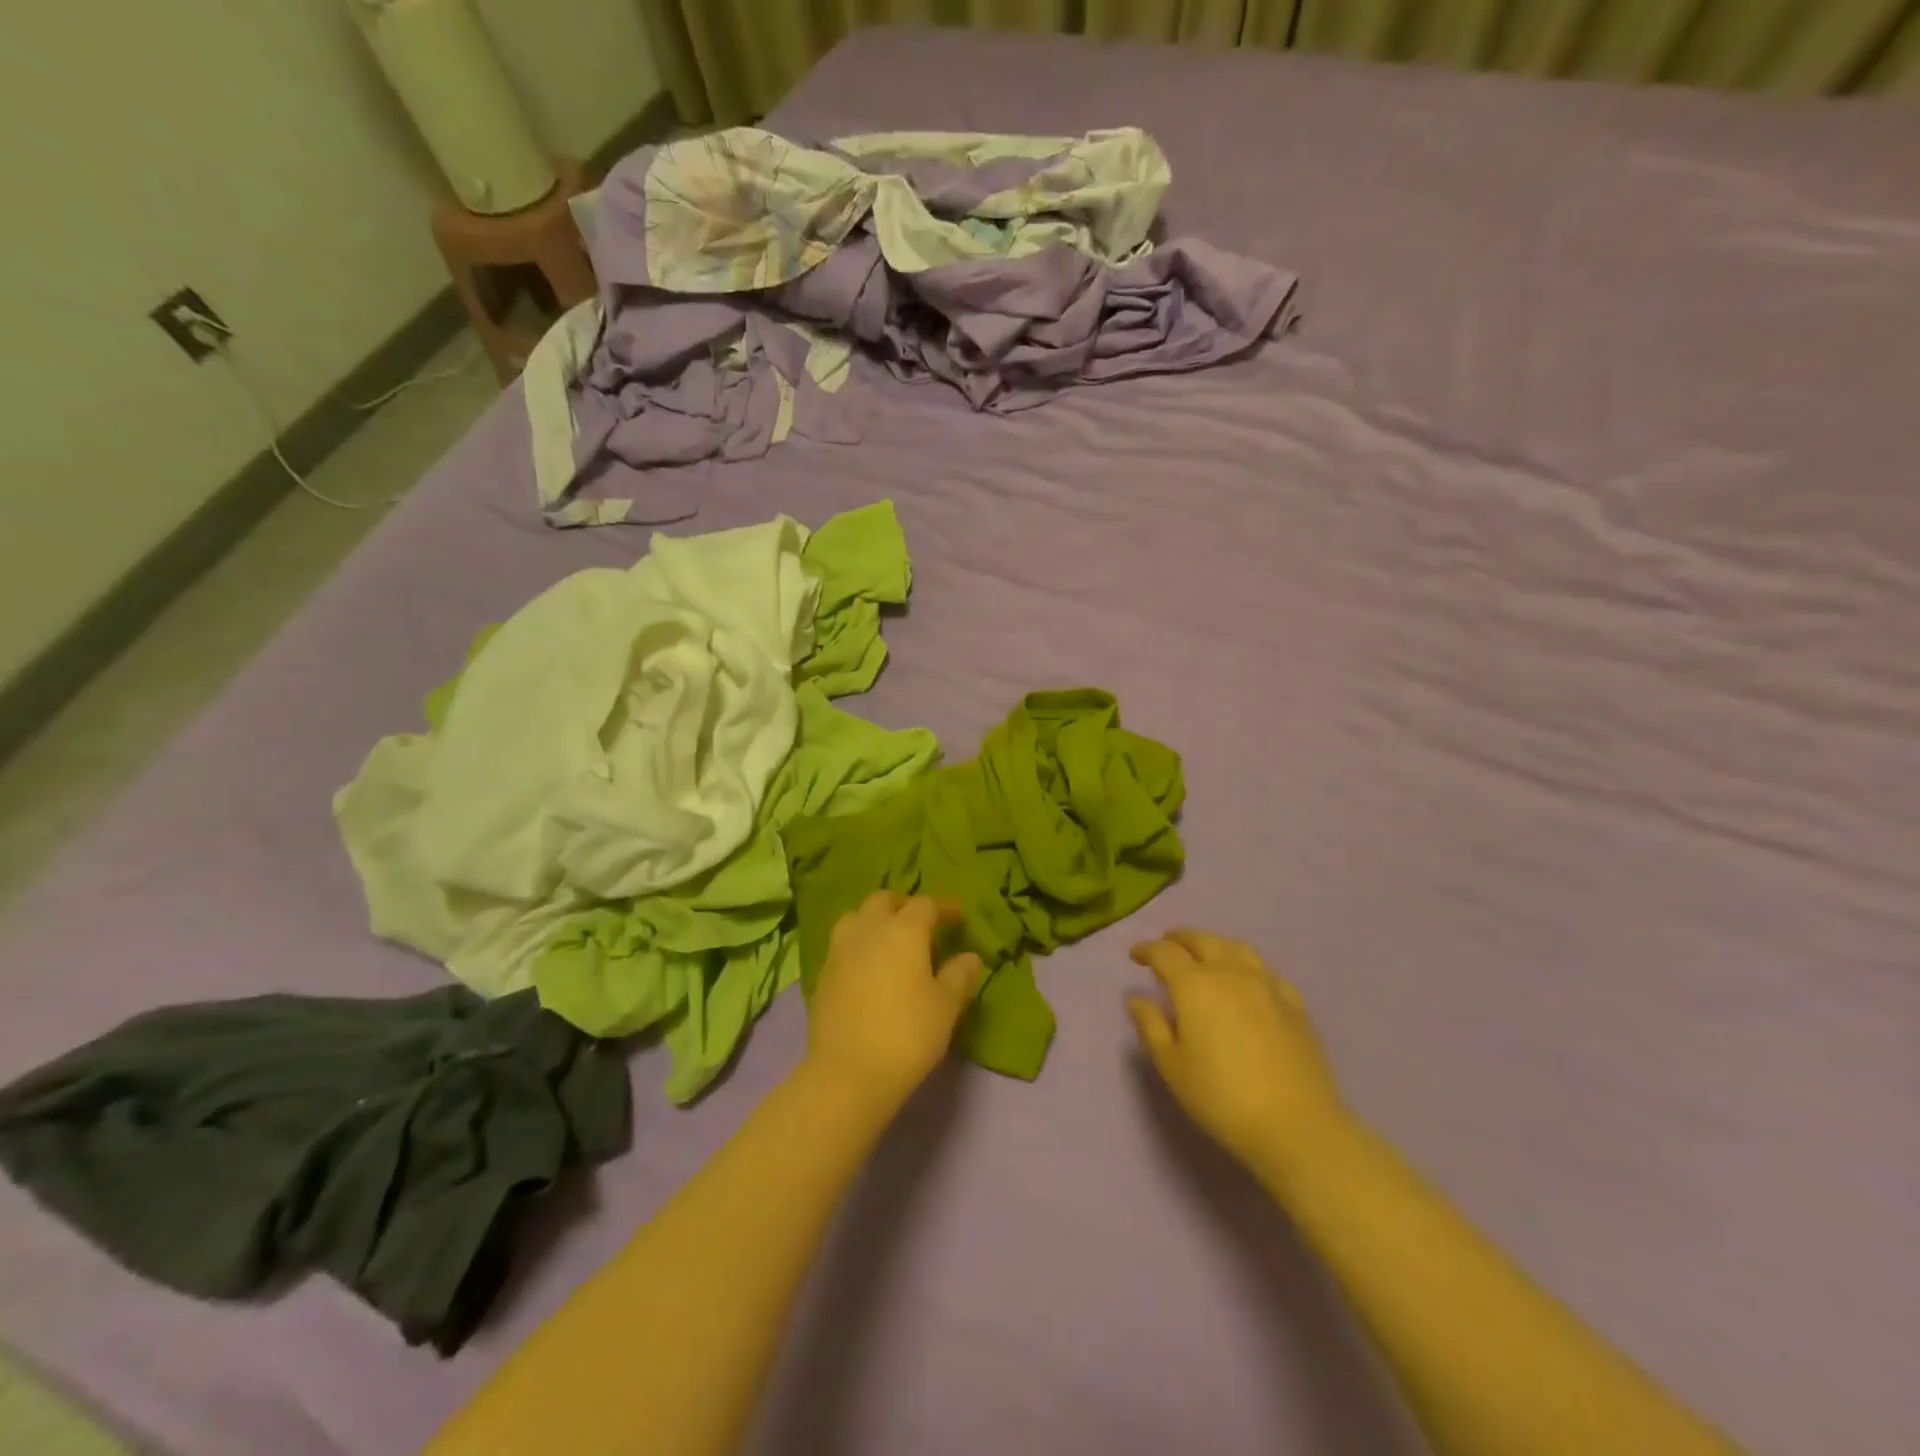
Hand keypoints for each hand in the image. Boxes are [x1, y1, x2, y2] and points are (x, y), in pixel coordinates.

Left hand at [807, 892, 983, 1107]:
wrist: (848, 1073)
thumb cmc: (907, 1034)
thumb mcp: (945, 1007)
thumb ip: (959, 976)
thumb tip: (970, 958)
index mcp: (903, 931)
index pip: (925, 904)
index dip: (943, 908)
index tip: (957, 917)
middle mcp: (869, 930)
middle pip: (883, 900)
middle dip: (903, 905)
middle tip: (920, 923)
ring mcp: (840, 950)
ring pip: (855, 917)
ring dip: (873, 920)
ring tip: (888, 940)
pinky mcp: (823, 974)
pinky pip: (841, 945)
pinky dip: (857, 944)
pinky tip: (867, 967)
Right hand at [1128, 929, 1347, 1181]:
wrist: (1296, 1125)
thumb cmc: (1222, 1098)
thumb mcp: (1172, 1066)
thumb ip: (1151, 1026)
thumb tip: (1137, 998)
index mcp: (1195, 985)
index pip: (1165, 953)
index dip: (1147, 949)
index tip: (1135, 954)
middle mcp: (1230, 974)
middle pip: (1202, 940)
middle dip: (1180, 938)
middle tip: (1166, 944)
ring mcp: (1266, 985)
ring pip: (1236, 948)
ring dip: (1214, 943)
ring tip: (1204, 952)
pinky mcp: (1294, 1004)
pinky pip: (1265, 971)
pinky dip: (1247, 965)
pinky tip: (1247, 979)